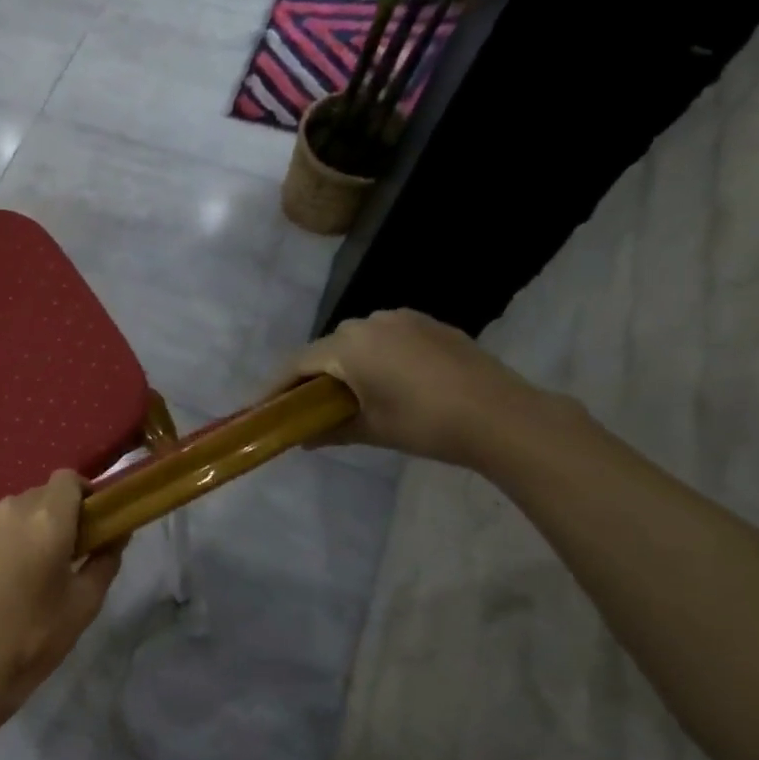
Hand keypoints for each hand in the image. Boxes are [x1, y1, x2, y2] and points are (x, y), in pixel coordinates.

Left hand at [0, 471, 122, 728]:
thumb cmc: (36, 637)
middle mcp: (9, 507)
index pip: (68, 479)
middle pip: (38, 496)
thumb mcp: (84, 603)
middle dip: (51, 517)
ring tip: (17, 569)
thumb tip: (117, 533)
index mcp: (48, 520)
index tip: (87, 520)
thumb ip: (106, 559)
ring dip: (18, 528)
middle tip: (55, 554)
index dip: (81, 494)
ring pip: (8, 511)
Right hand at [269, 308, 557, 468]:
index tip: (258, 408)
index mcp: (349, 346)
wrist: (501, 415)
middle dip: (308, 377)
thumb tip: (302, 440)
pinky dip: (372, 358)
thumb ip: (329, 430)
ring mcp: (403, 319)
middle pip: (325, 349)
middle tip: (299, 405)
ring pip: (355, 341)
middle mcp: (370, 322)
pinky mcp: (429, 324)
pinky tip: (380, 382)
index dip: (275, 387)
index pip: (297, 364)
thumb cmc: (425, 423)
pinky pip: (385, 338)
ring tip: (340, 395)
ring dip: (341, 365)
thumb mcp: (370, 430)